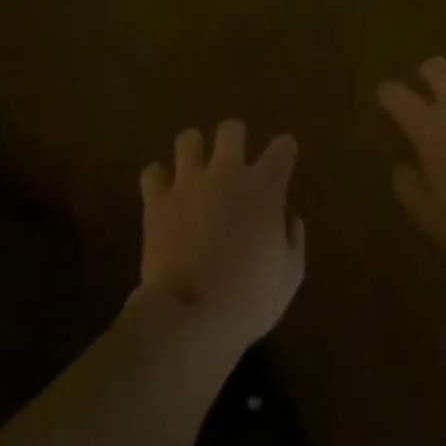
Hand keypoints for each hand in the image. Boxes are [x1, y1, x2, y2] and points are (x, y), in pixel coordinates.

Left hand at [137, 121, 304, 350]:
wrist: (192, 316)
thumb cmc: (249, 301)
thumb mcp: (289, 278)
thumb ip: (293, 241)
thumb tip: (289, 219)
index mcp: (264, 187)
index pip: (283, 147)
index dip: (285, 151)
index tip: (282, 162)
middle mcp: (228, 172)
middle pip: (231, 129)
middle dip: (233, 140)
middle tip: (232, 164)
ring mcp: (189, 182)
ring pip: (188, 139)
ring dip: (193, 153)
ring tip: (194, 172)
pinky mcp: (158, 200)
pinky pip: (152, 173)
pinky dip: (158, 181)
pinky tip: (164, 195)